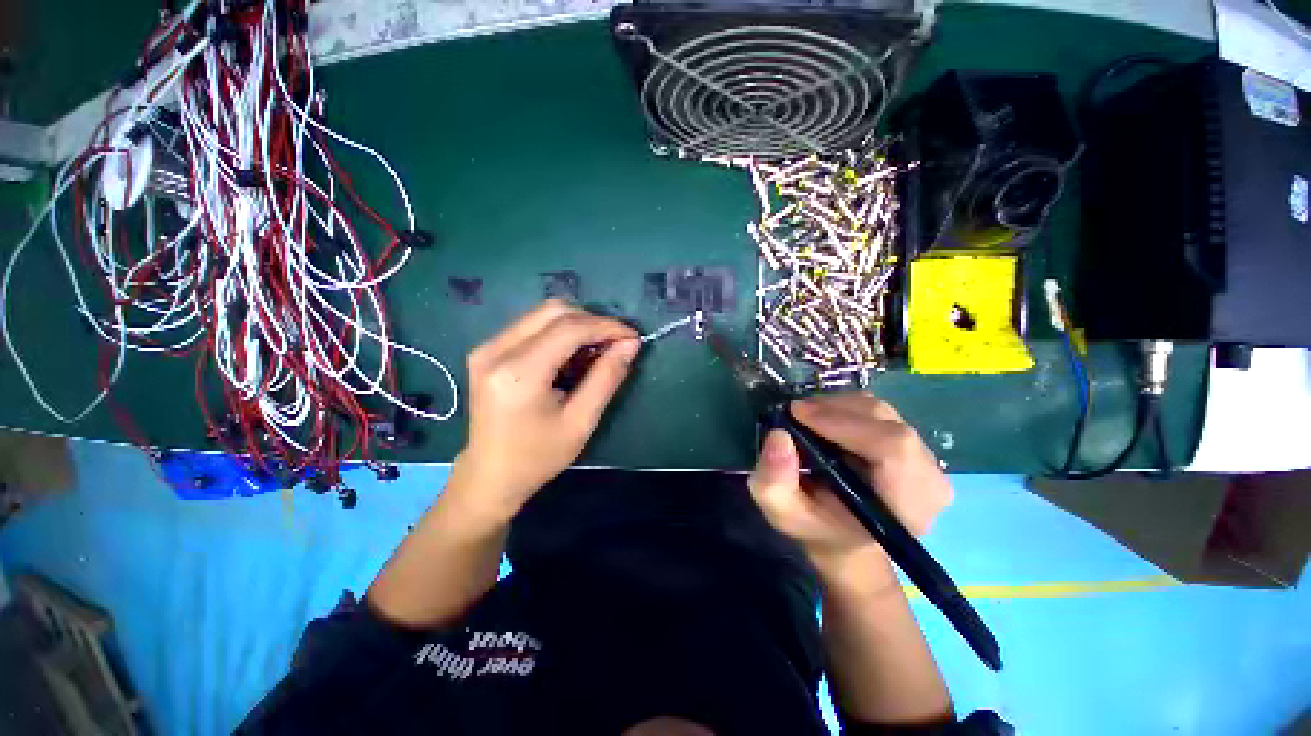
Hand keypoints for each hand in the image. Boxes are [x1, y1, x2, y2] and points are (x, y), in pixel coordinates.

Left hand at [450, 299, 639, 522]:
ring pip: (542, 314)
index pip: (568, 328)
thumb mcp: (581, 421)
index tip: (632, 336)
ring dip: (576, 325)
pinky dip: (558, 333)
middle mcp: (495, 350)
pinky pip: (530, 326)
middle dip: (591, 321)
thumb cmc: (538, 456)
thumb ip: (607, 377)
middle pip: (553, 311)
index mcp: (518, 372)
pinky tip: (571, 356)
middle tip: (615, 343)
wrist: (490, 476)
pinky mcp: (486, 351)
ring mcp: (486, 348)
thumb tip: (630, 344)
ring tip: (596, 351)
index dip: (606, 326)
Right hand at [747, 392, 952, 578]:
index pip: (893, 448)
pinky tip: (824, 421)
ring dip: (837, 407)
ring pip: (881, 412)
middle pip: (886, 422)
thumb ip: (774, 483)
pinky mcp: (912, 444)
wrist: (844, 538)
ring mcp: (926, 459)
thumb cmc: (817, 529)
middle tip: (795, 413)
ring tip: (806, 418)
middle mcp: (929, 480)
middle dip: (834, 410)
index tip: (798, 413)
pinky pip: (879, 413)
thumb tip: (779, 436)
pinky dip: (845, 409)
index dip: (845, 423)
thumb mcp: (783, 514)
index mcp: (907, 507)